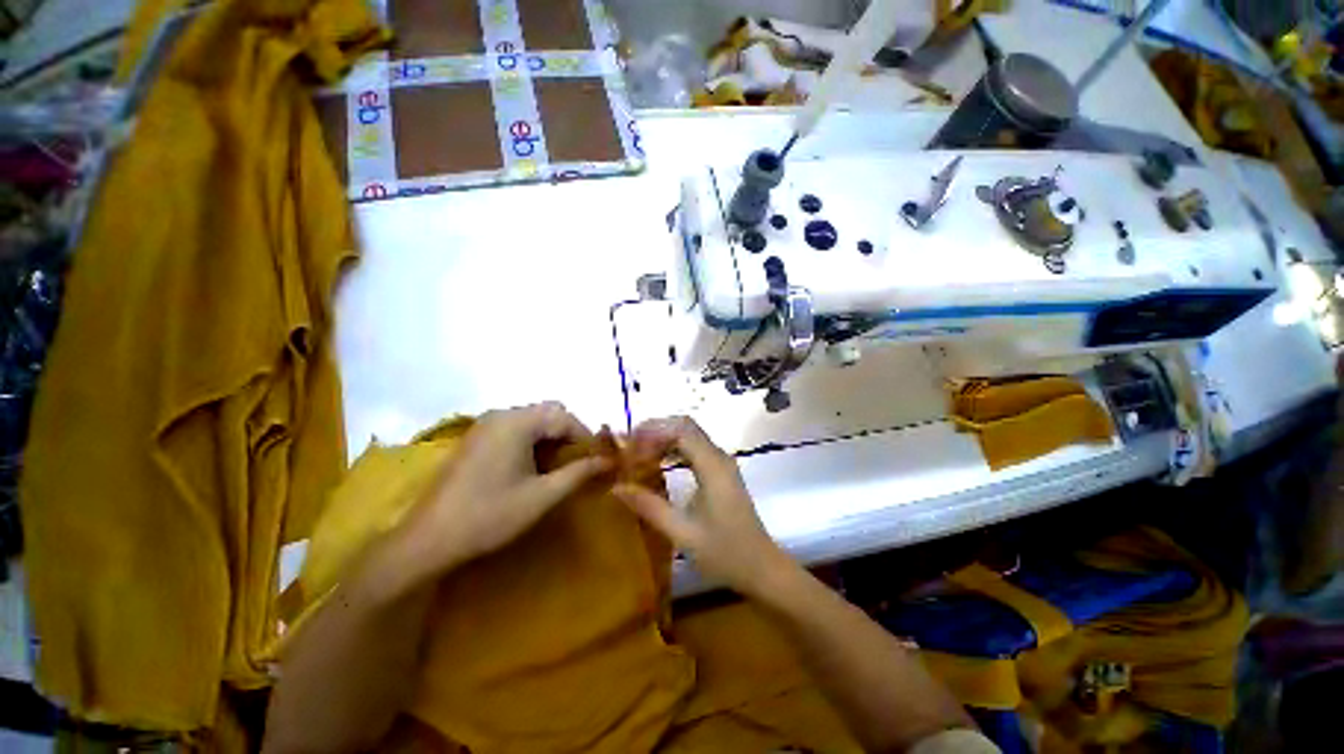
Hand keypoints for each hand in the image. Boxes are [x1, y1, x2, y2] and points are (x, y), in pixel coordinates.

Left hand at [392, 403, 610, 582]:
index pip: (565, 417)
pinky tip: (531, 467)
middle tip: (577, 463)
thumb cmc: (491, 515)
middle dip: (569, 435)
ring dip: (551, 438)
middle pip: (549, 413)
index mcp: (518, 422)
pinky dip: (532, 441)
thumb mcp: (543, 496)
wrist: (429, 540)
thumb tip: (609, 461)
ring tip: (557, 467)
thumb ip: (579, 473)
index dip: (586, 437)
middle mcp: (502, 414)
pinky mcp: (476, 438)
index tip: (598, 460)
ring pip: (533, 420)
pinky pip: (515, 428)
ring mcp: (486, 425)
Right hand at [614, 416, 790, 594]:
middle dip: (655, 431)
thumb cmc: (724, 552)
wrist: (762, 567)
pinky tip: (659, 464)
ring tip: (639, 454)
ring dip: (664, 439)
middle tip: (630, 448)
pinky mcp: (721, 472)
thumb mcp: (682, 533)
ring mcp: (722, 463)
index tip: (629, 446)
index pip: (681, 430)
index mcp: (713, 466)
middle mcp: (719, 457)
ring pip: (690, 435)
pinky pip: (695, 449)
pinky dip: (674, 450)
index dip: (652, 431)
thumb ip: (649, 507)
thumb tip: (616, 488)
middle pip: (685, 426)